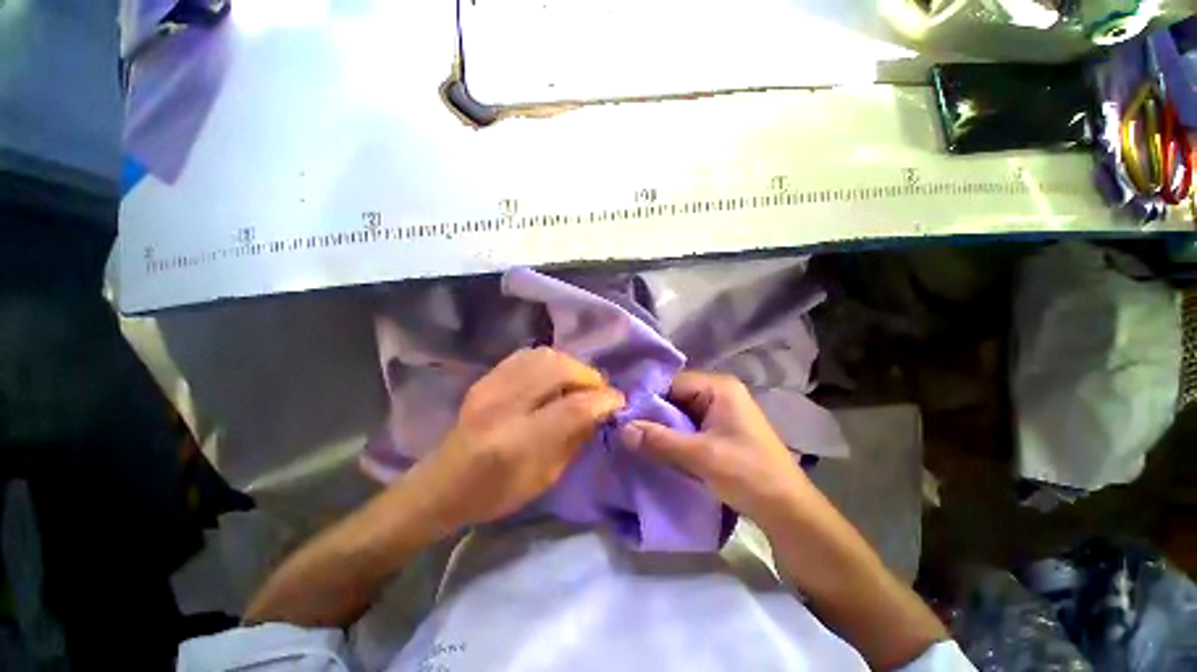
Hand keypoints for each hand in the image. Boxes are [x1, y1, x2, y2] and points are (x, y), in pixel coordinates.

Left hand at [415, 347, 623, 529]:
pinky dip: (550, 361)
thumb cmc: (495, 493)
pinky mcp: (486, 378)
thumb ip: (575, 440)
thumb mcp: (545, 478)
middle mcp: (503, 406)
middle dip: (589, 377)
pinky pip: (527, 355)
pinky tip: (555, 375)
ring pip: (545, 356)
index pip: (574, 407)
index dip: (603, 400)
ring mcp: (491, 386)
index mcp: (517, 442)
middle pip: (559, 370)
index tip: (618, 402)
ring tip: (579, 382)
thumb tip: (600, 411)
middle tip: (599, 391)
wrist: (442, 484)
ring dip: (571, 366)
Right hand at [619, 371, 808, 526]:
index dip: (646, 399)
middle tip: (625, 431)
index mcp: (718, 388)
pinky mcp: (720, 430)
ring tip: (635, 440)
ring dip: (661, 428)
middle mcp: (718, 393)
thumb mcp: (701, 456)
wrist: (789, 512)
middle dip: (652, 415)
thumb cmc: (749, 475)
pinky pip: (688, 427)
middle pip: (674, 397)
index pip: (671, 383)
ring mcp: (720, 412)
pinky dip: (673, 437)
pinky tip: (657, 448)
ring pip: (679, 414)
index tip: (622, 415)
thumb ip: (659, 440)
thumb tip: (622, 428)